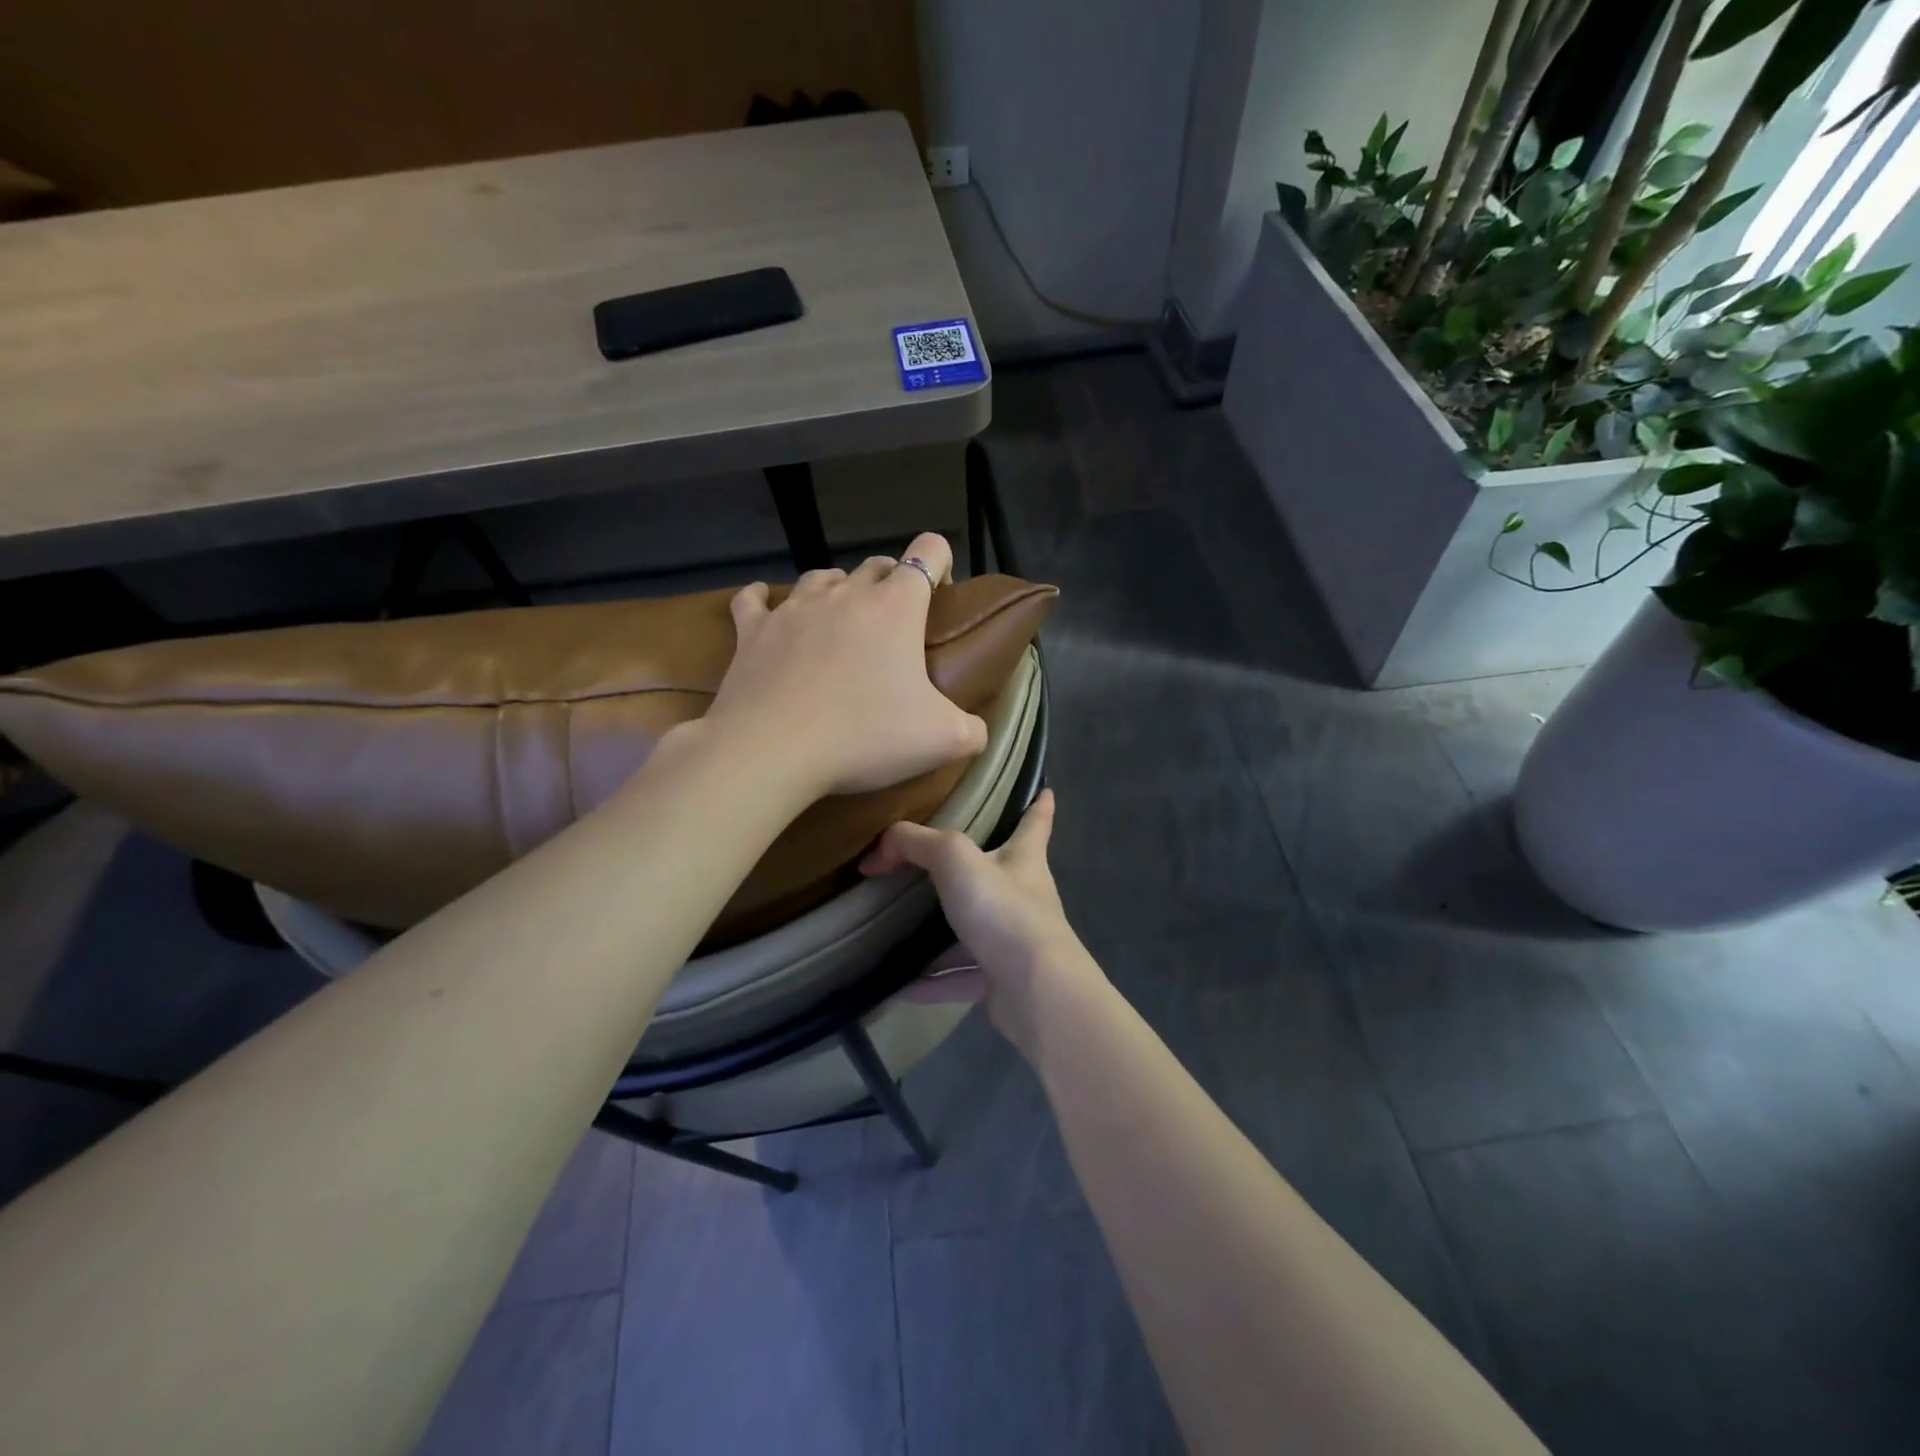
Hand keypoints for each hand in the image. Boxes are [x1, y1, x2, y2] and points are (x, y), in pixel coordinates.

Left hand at [702, 532, 989, 797]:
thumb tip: (978, 731)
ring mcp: (794, 608)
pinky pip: (755, 600)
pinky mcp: (753, 630)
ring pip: (822, 578)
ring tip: (840, 621)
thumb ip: (973, 730)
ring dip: (837, 591)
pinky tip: (767, 609)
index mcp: (895, 606)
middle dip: (890, 584)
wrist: (773, 750)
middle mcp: (845, 594)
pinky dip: (764, 601)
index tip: (940, 595)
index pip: (928, 551)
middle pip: (875, 566)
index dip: (940, 563)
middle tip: (894, 626)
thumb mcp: (943, 740)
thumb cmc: (865, 736)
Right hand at [860, 789, 1103, 1053]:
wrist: (1035, 991)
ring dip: (940, 932)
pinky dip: (929, 981)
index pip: (1036, 821)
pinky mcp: (999, 981)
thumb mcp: (956, 860)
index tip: (1046, 789)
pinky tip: (897, 985)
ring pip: (973, 931)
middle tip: (937, 861)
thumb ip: (916, 844)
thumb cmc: (1004, 911)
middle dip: (973, 868)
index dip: (1039, 803)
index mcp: (1024, 859)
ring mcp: (1013, 942)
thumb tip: (878, 852)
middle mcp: (1023, 898)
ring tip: (900, 926)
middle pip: (999, 874)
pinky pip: (957, 977)